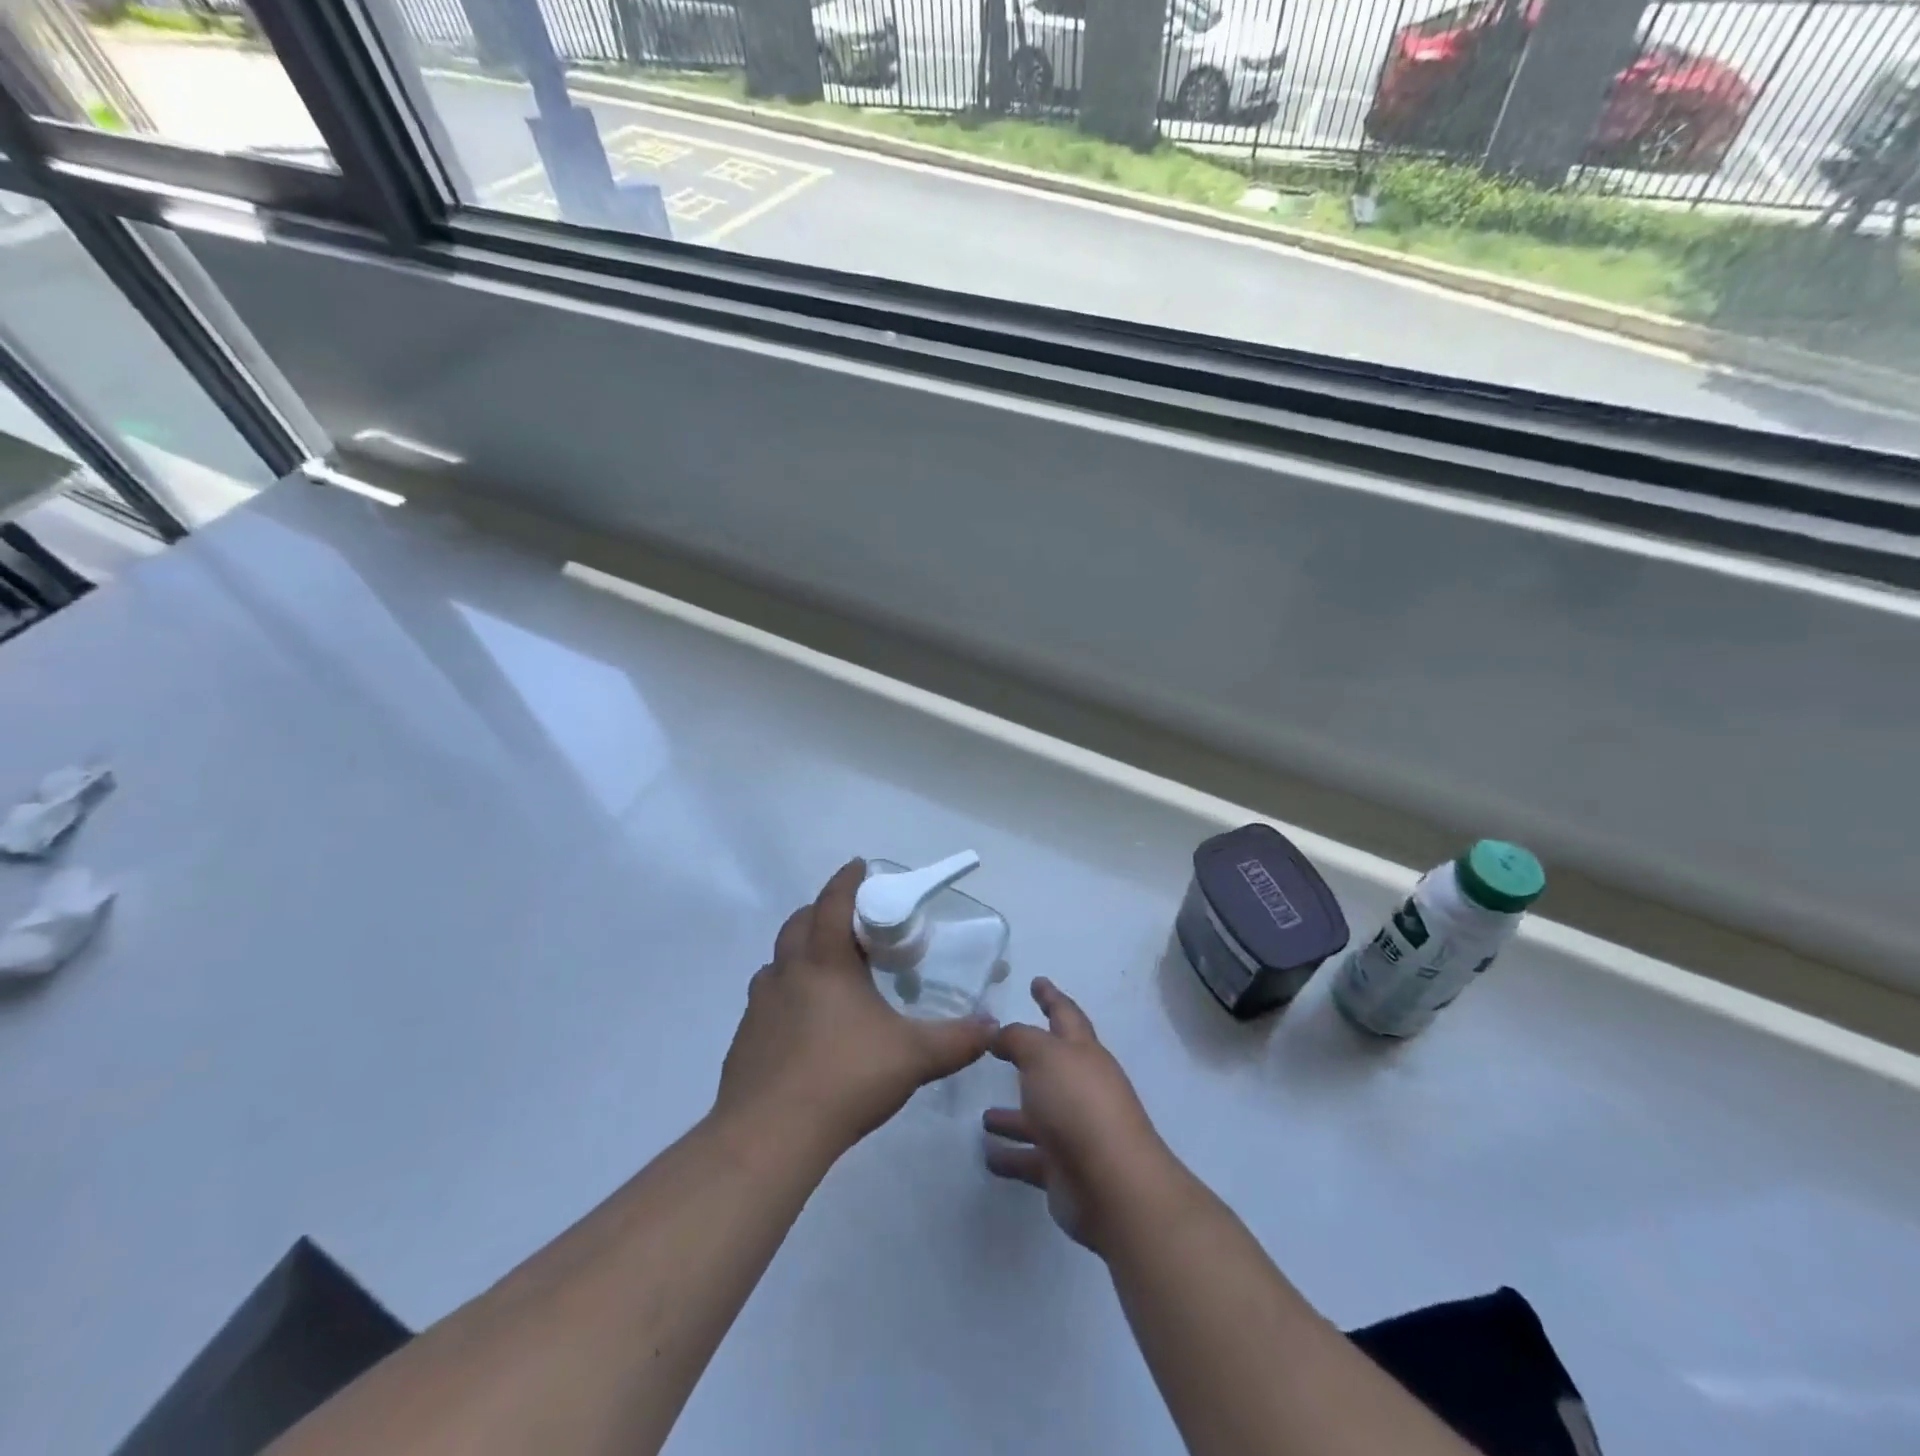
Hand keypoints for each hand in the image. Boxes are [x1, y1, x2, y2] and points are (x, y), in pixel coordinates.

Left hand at [716, 860, 997, 1156]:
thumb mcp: (913, 1057)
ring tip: (827, 971)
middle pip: (799, 923)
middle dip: (822, 911)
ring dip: (800, 952)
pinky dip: (785, 993)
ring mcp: (760, 1005)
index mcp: (826, 963)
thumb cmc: (845, 1078)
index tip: (858, 865)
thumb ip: (957, 1039)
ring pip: (778, 961)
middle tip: (849, 922)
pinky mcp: (745, 1037)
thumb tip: (992, 1026)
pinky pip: (766, 998)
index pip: (833, 902)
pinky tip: (803, 1022)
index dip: (846, 880)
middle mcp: (788, 972)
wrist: (770, 1135)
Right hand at [983, 977, 1181, 1255]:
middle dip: (1027, 1057)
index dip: (1050, 997)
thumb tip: (1000, 1035)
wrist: (1112, 1184)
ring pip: (1037, 1116)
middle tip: (998, 1049)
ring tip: (984, 1116)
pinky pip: (1030, 1158)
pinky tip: (988, 1155)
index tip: (1037, 981)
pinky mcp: (1064, 1169)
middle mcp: (1081, 1088)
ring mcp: (1075, 1131)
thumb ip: (1018, 1039)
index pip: (1065, 1015)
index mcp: (1082, 1053)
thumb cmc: (1078, 1105)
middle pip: (1051, 1066)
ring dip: (1013, 1115)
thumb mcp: (1043, 1055)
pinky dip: (1011, 1155)